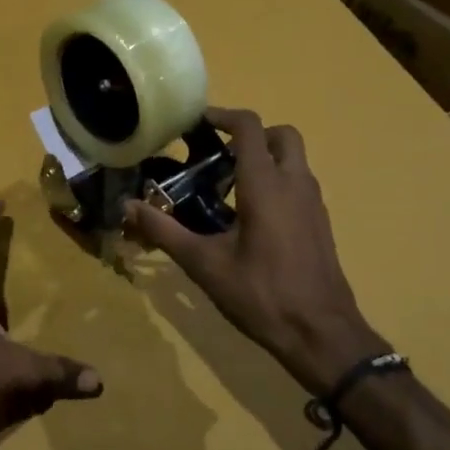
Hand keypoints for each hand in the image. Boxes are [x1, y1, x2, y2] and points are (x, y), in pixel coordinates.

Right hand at [125, 108, 390, 396]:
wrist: (321, 334)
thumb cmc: (261, 295)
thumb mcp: (204, 264)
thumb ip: (164, 231)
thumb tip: (128, 206)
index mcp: (266, 185)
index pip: (250, 128)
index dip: (222, 116)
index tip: (196, 123)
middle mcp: (295, 184)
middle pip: (281, 135)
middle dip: (250, 134)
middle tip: (217, 154)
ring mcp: (313, 204)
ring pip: (293, 160)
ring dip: (265, 158)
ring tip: (226, 186)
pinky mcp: (320, 223)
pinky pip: (298, 184)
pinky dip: (276, 181)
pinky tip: (249, 216)